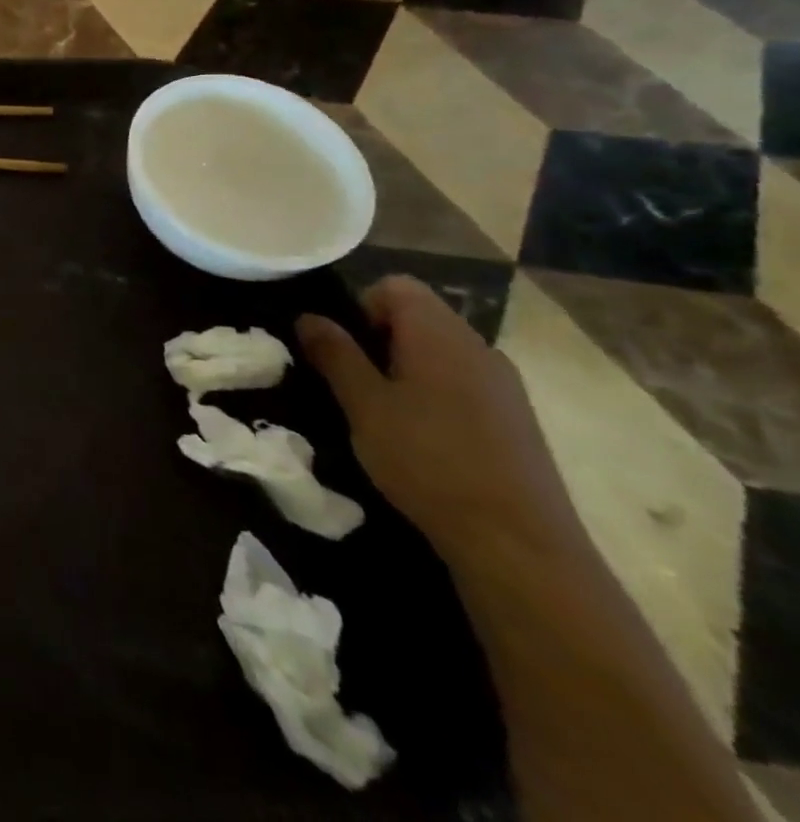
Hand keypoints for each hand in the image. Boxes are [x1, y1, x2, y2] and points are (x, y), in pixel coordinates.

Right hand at [296, 276, 582, 565]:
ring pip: (440, 353)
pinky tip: (425, 440)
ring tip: (385, 415)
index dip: (361, 306)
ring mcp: (504, 385)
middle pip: (419, 317)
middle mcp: (478, 347)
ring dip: (406, 370)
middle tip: (355, 384)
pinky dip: (436, 395)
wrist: (520, 544)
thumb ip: (335, 355)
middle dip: (380, 340)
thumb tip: (309, 318)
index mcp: (439, 334)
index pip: (395, 286)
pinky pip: (464, 383)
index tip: (344, 349)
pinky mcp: (517, 420)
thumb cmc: (428, 460)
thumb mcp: (364, 405)